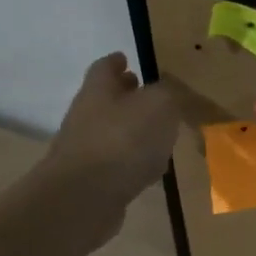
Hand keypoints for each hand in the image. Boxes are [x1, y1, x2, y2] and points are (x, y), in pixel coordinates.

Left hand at [36, 54, 181, 241]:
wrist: (85, 198)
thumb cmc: (123, 140)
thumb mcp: (159, 105)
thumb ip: (168, 93)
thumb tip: (170, 90)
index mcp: (99, 92)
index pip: (105, 68)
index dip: (116, 61)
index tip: (126, 57)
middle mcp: (87, 117)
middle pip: (106, 99)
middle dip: (126, 94)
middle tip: (147, 92)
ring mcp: (87, 150)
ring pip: (113, 131)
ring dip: (133, 128)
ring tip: (159, 130)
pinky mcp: (93, 179)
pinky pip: (118, 161)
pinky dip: (134, 158)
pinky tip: (152, 165)